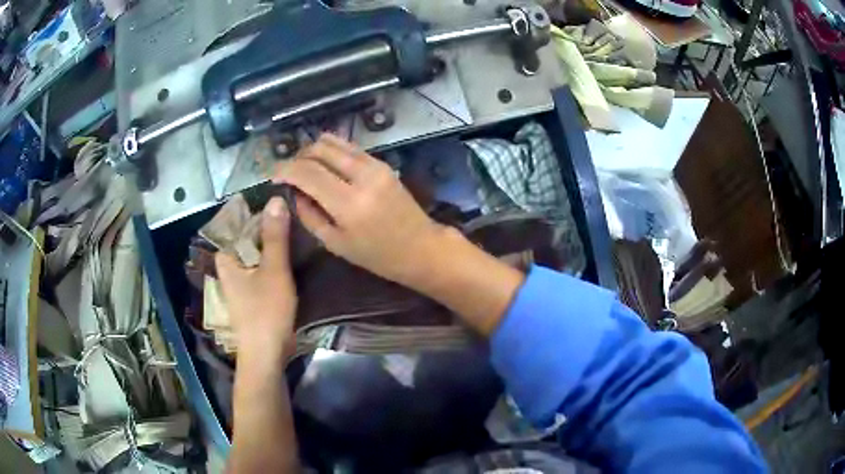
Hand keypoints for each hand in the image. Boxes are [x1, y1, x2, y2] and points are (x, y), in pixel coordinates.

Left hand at [215, 197, 296, 359]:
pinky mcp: (250, 292)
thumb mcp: (274, 270)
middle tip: (293, 214)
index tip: (281, 202)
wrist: (266, 355)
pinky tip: (290, 256)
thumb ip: (275, 236)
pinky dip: (272, 259)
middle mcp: (227, 266)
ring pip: (255, 252)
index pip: (237, 222)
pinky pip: (260, 266)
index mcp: (225, 257)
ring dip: (272, 243)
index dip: (258, 211)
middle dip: (267, 227)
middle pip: (247, 237)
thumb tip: (276, 199)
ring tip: (295, 231)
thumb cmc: (266, 311)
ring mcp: (238, 280)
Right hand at [274, 134, 448, 287]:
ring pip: (335, 143)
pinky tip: (325, 163)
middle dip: (298, 157)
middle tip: (289, 172)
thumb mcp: (335, 243)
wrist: (421, 247)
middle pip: (319, 150)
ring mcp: (375, 166)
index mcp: (348, 204)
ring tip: (304, 166)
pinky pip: (351, 148)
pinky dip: (332, 150)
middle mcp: (362, 177)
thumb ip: (309, 215)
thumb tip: (293, 192)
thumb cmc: (377, 256)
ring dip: (314, 150)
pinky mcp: (383, 163)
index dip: (285, 171)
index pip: (306, 173)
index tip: (273, 177)